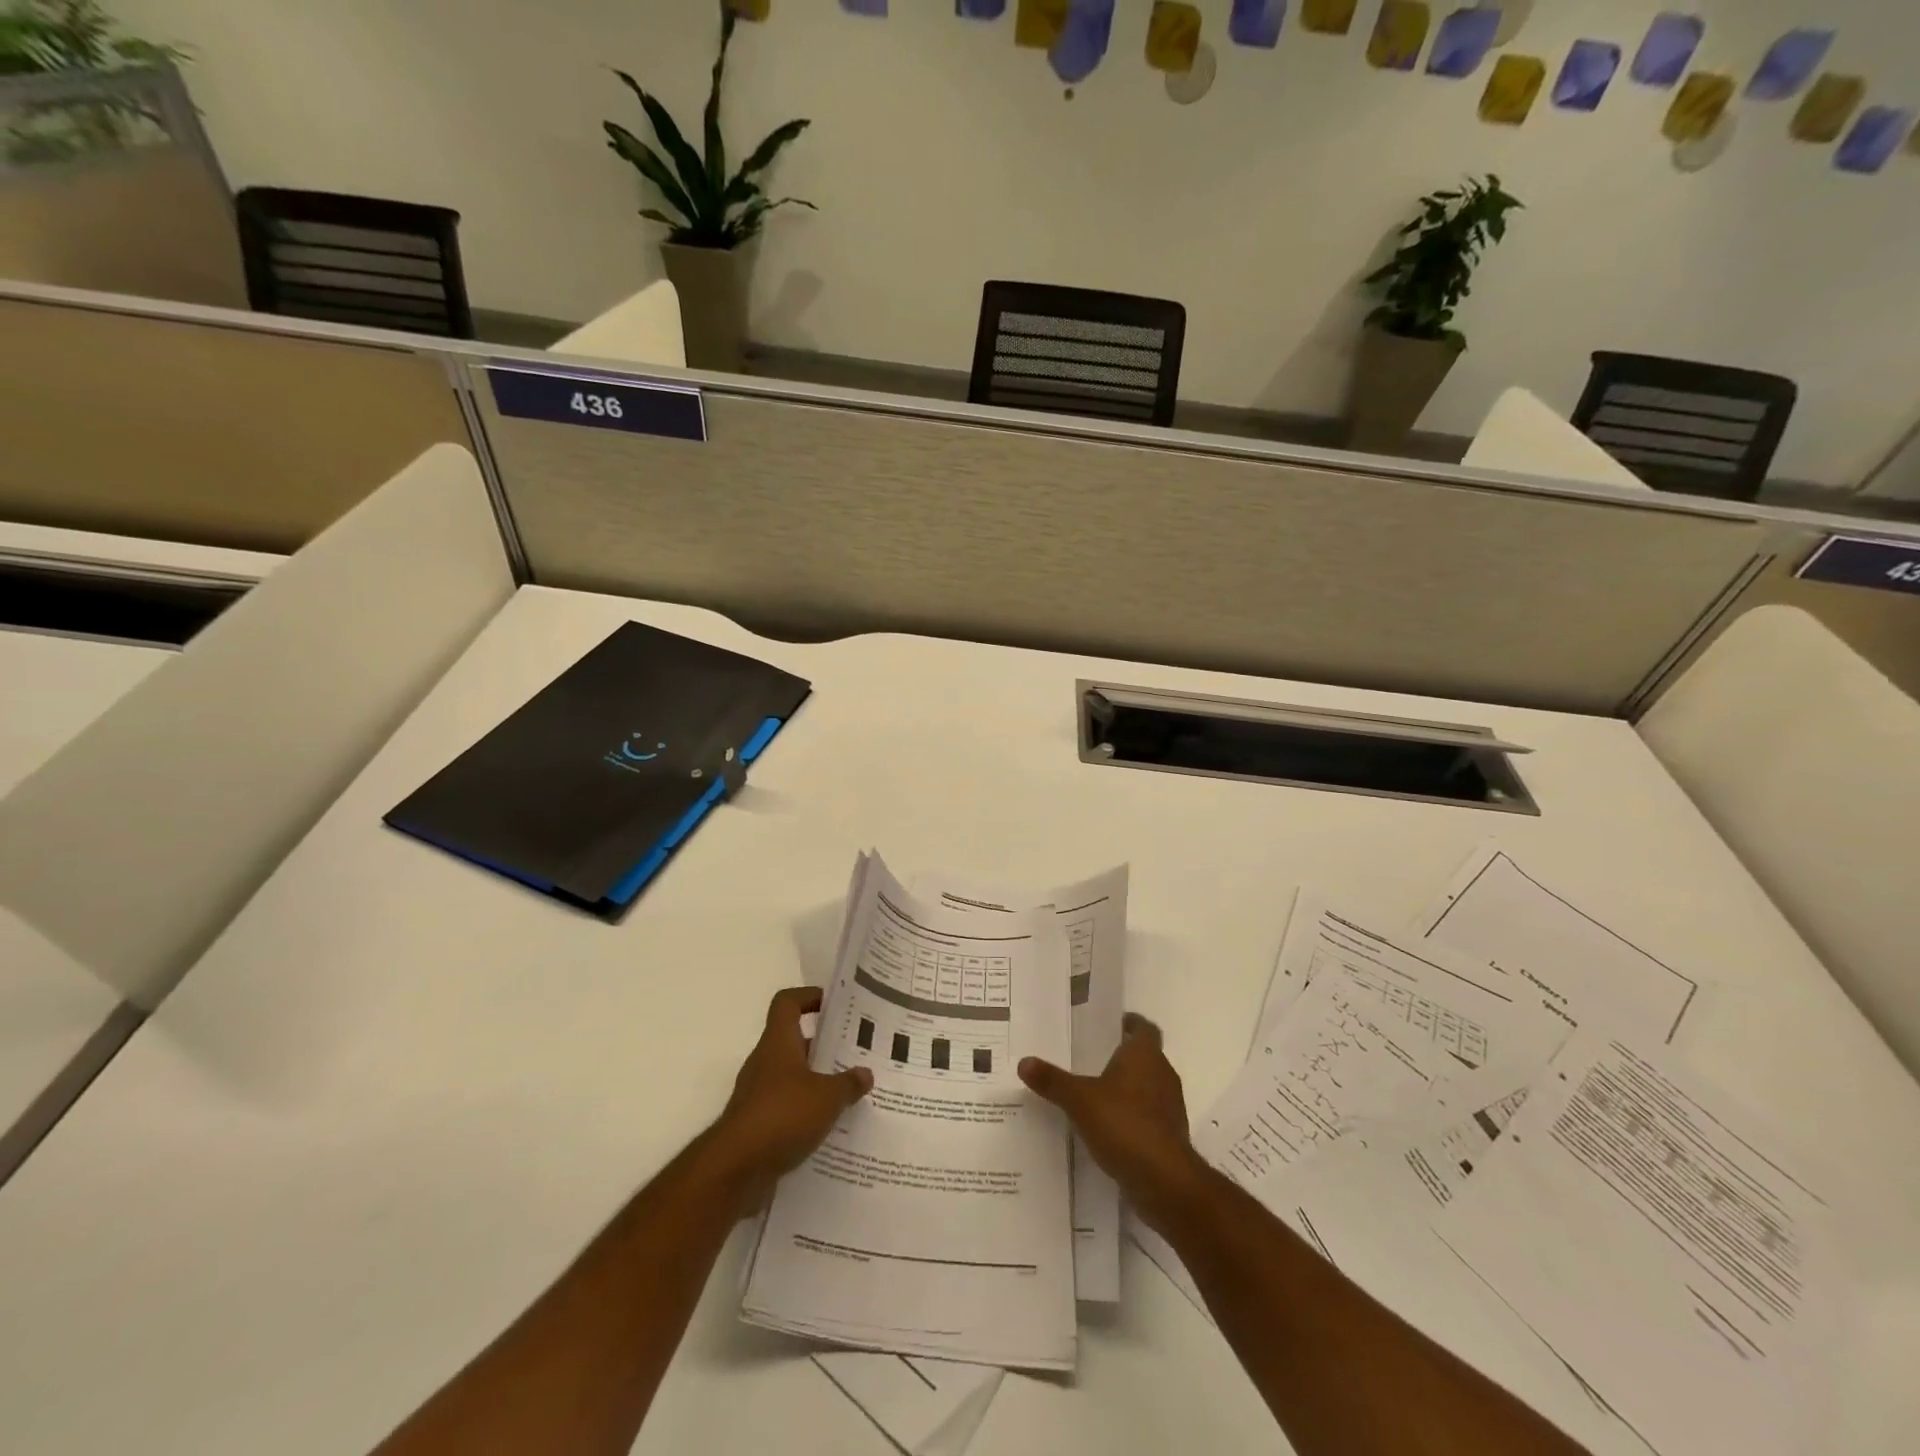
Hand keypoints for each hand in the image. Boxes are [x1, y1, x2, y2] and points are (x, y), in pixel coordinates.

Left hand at [708, 986, 872, 1211]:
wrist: (735, 1170)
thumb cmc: (782, 1115)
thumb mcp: (827, 1097)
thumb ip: (848, 1083)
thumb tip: (865, 1073)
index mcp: (778, 1042)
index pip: (787, 1003)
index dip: (809, 997)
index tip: (834, 1005)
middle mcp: (765, 1062)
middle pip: (794, 1041)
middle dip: (823, 1045)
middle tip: (855, 1052)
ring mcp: (758, 1095)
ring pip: (792, 1078)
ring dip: (817, 1082)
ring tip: (850, 1091)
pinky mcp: (757, 1126)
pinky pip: (786, 1109)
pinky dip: (806, 1113)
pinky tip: (831, 1126)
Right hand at [1019, 1012, 1209, 1235]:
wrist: (1164, 1181)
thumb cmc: (1124, 1124)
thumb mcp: (1079, 1100)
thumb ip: (1053, 1081)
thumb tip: (1023, 1062)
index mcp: (1145, 1055)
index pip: (1144, 1028)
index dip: (1130, 1024)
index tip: (1111, 1025)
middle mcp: (1163, 1074)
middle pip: (1145, 1057)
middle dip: (1123, 1057)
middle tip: (1092, 1058)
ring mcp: (1170, 1107)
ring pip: (1148, 1087)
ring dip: (1128, 1089)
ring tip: (1096, 1094)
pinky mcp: (1170, 1136)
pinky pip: (1149, 1116)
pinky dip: (1132, 1117)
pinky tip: (1109, 1128)